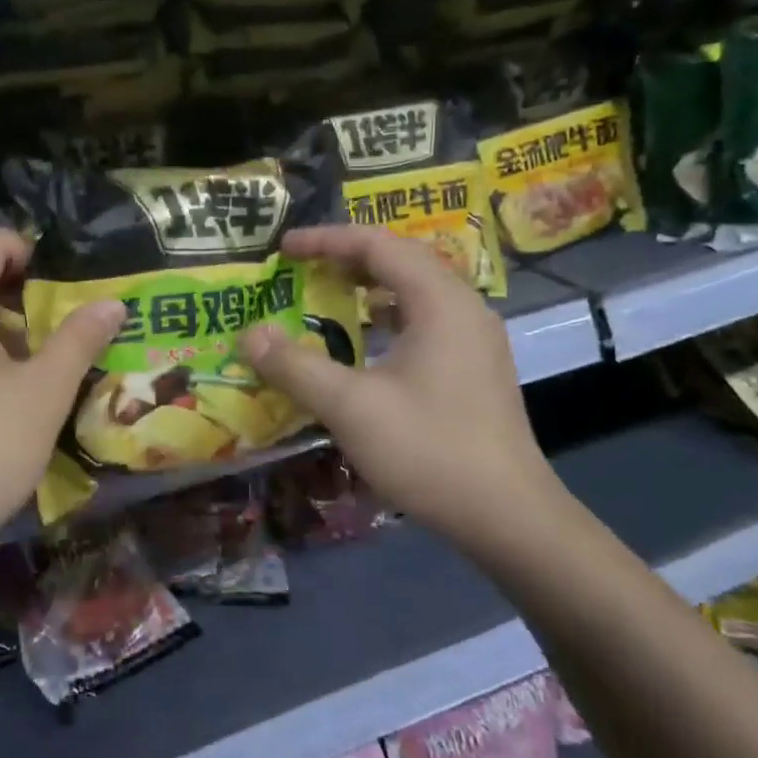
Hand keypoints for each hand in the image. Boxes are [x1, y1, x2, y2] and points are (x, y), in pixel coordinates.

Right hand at [238, 225, 565, 555]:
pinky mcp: (475, 369)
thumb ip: (296, 366)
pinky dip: (388, 318)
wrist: (507, 516)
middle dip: (346, 259)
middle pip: (401, 261)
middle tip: (300, 269)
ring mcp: (475, 340)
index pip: (378, 245)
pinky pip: (425, 322)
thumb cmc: (428, 450)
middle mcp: (464, 309)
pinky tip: (365, 344)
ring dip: (369, 288)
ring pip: (416, 293)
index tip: (283, 249)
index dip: (326, 240)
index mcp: (440, 301)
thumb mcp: (350, 406)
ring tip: (327, 297)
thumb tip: (249, 334)